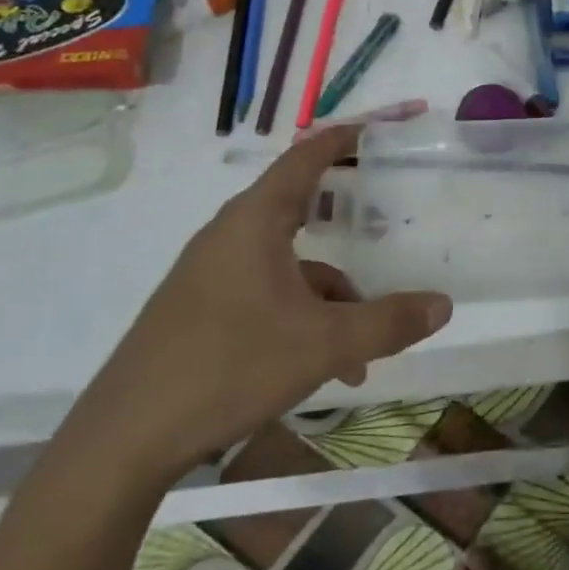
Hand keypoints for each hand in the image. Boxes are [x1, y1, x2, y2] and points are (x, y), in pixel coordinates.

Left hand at [79, 125, 452, 483]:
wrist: (124, 441)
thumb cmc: (229, 367)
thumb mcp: (323, 345)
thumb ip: (388, 322)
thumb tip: (444, 305)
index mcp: (255, 220)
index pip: (306, 156)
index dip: (345, 136)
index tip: (381, 129)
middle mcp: (231, 234)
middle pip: (300, 203)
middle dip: (347, 211)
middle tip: (388, 212)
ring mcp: (212, 272)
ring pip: (289, 261)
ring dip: (332, 291)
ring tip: (365, 342)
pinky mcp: (202, 307)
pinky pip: (267, 291)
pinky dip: (303, 315)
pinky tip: (326, 367)